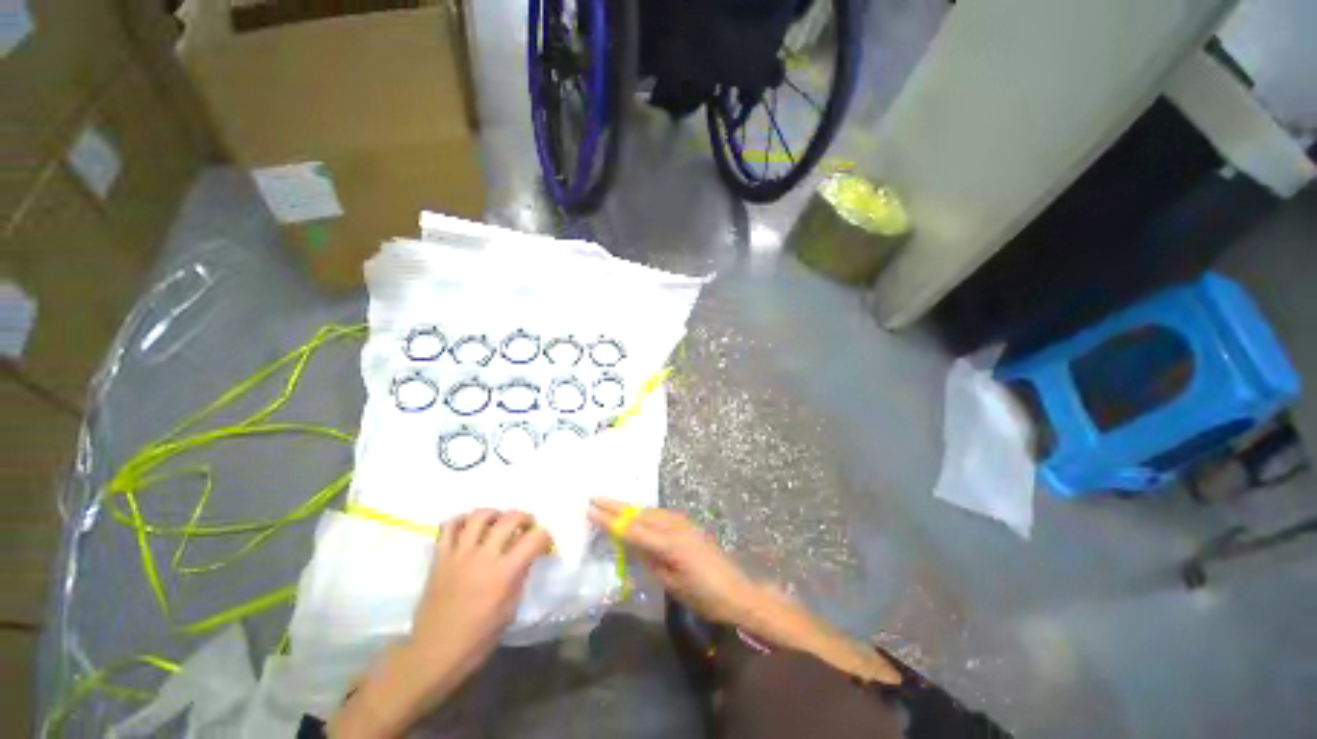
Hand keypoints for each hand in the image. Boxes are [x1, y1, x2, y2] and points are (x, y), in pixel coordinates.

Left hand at [331, 510, 551, 737]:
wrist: (433, 654)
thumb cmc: (477, 639)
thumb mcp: (509, 611)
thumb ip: (519, 578)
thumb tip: (526, 558)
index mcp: (504, 574)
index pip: (534, 538)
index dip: (545, 536)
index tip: (545, 544)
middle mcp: (483, 557)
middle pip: (509, 518)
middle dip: (524, 517)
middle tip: (526, 526)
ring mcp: (459, 555)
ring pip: (479, 516)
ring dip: (494, 514)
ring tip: (498, 522)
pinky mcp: (439, 558)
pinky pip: (448, 527)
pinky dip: (461, 521)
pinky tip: (469, 528)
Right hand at [589, 499, 900, 685]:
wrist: (736, 590)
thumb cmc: (703, 594)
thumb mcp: (671, 583)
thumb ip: (650, 559)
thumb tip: (631, 543)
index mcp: (668, 542)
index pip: (631, 528)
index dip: (609, 519)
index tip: (589, 508)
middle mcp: (673, 525)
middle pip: (639, 513)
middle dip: (616, 505)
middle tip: (594, 496)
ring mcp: (682, 522)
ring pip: (648, 510)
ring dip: (628, 506)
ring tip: (609, 502)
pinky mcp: (687, 524)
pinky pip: (659, 513)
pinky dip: (643, 511)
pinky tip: (637, 513)